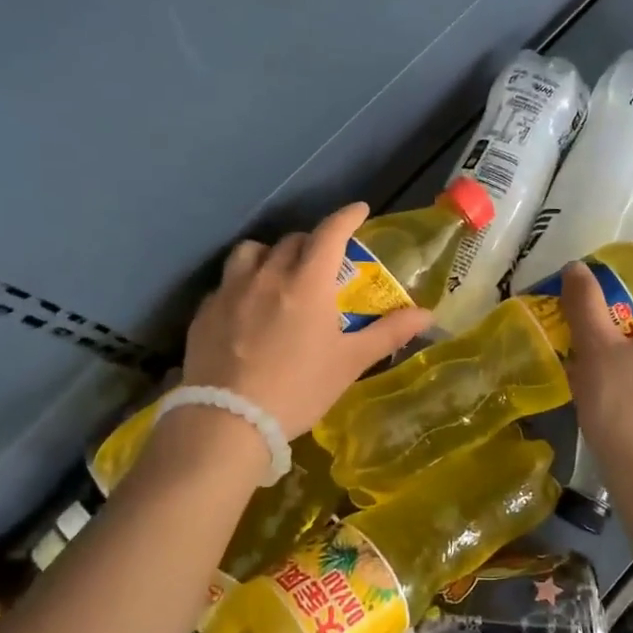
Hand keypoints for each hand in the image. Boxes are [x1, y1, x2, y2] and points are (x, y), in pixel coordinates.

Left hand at [182, 203, 432, 437]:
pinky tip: (247, 310)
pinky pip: (227, 282)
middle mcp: (267, 275)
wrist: (228, 421)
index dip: (347, 216)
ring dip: (271, 255)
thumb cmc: (299, 389)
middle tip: (324, 262)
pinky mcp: (205, 312)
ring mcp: (231, 291)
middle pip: (293, 240)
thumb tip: (427, 314)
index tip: (359, 210)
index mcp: (307, 282)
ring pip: (252, 252)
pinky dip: (243, 284)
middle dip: (313, 243)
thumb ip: (388, 332)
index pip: (330, 232)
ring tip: (278, 276)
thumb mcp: (350, 362)